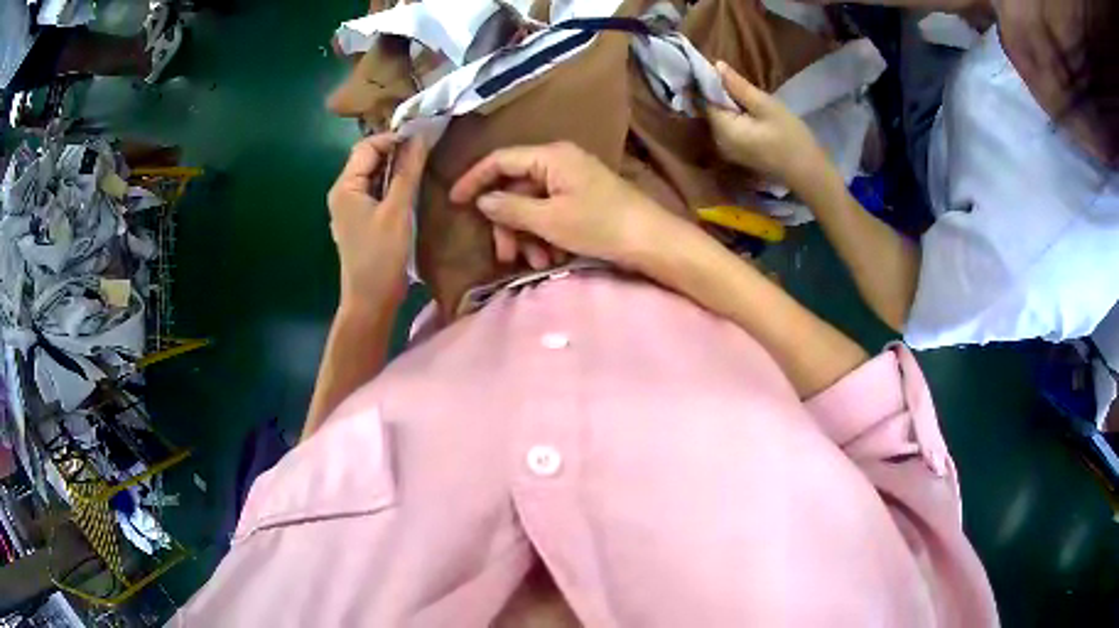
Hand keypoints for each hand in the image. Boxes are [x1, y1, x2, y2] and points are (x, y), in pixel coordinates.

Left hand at [327, 133, 427, 309]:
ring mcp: (350, 208)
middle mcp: (343, 192)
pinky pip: (375, 192)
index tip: (423, 141)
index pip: (367, 147)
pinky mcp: (360, 220)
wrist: (370, 302)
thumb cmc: (381, 256)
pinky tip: (411, 189)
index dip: (394, 139)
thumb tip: (420, 137)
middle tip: (426, 152)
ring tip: (422, 168)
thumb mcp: (398, 211)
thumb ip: (408, 171)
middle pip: (368, 159)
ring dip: (395, 169)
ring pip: (374, 176)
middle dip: (395, 152)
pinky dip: (392, 186)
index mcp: (345, 187)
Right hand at [449, 142, 678, 269]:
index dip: (474, 179)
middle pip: (515, 187)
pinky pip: (551, 213)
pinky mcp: (582, 199)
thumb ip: (511, 208)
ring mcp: (572, 181)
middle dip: (508, 223)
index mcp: (550, 156)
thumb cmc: (601, 225)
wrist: (652, 241)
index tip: (454, 202)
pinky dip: (544, 235)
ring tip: (534, 263)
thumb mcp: (550, 219)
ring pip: (532, 205)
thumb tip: (483, 201)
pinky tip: (551, 258)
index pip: (500, 160)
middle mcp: (559, 162)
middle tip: (505, 255)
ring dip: (527, 235)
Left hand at [707, 61, 832, 197]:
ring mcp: (726, 151)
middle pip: (712, 109)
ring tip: (745, 92)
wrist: (809, 174)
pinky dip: (735, 117)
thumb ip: (739, 87)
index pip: (706, 99)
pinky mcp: (737, 154)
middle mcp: (717, 142)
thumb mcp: (767, 106)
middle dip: (721, 93)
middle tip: (739, 79)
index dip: (711, 82)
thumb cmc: (792, 138)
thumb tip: (716, 66)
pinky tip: (749, 111)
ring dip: (729, 104)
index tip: (720, 68)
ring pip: (720, 118)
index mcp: (722, 130)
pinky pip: (729, 128)